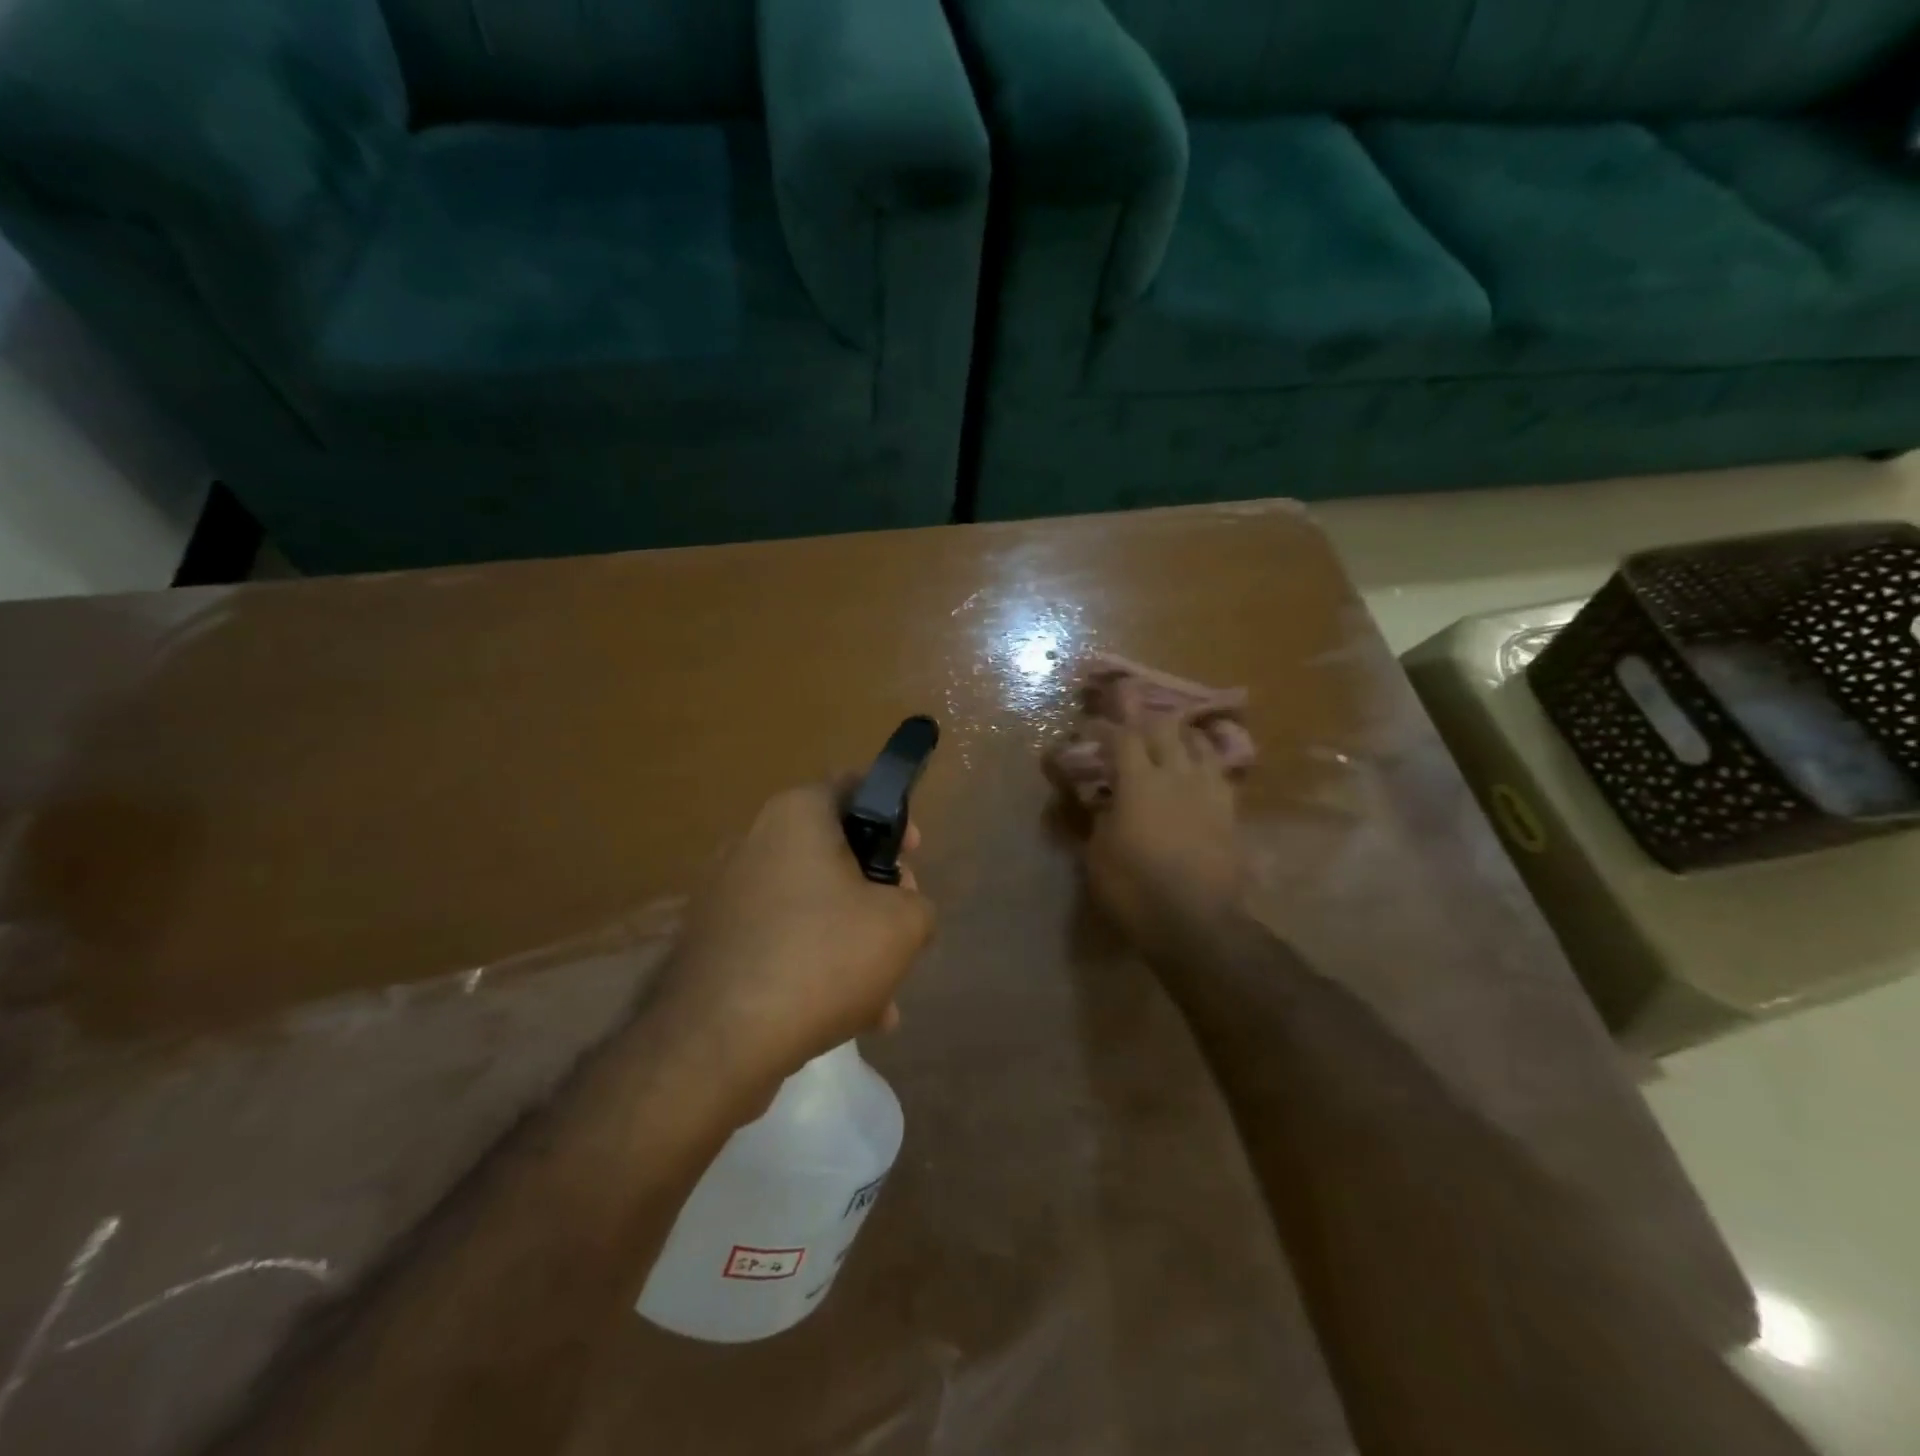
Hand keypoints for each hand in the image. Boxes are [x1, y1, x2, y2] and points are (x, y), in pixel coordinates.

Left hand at [657, 781, 933, 1094]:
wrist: (717, 1042)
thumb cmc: (821, 958)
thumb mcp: (902, 926)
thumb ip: (918, 904)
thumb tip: (903, 909)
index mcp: (796, 816)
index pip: (854, 787)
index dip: (894, 817)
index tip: (911, 856)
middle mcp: (754, 842)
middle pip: (835, 853)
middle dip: (876, 893)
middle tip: (900, 929)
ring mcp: (727, 894)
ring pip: (811, 905)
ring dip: (850, 940)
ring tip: (881, 995)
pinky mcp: (714, 942)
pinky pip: (781, 940)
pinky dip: (814, 965)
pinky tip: (846, 1016)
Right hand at [1084, 716, 1244, 953]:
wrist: (1196, 922)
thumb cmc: (1135, 889)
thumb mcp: (1098, 855)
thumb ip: (1098, 819)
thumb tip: (1100, 801)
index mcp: (1139, 782)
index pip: (1122, 738)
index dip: (1105, 728)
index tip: (1090, 727)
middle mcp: (1176, 775)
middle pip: (1164, 729)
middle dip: (1144, 722)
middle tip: (1130, 727)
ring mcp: (1208, 791)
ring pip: (1198, 744)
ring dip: (1179, 736)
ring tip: (1169, 739)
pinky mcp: (1229, 811)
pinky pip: (1219, 772)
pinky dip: (1205, 761)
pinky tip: (1198, 769)